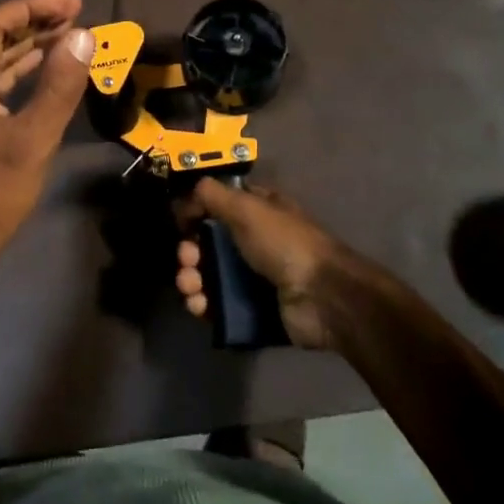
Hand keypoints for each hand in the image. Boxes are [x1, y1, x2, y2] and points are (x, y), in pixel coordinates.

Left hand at [0, 0, 94, 267]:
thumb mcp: (31, 140)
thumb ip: (58, 85)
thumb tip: (83, 36)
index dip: (35, 7)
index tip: (75, 0)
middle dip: (34, 24)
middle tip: (78, 13)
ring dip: (28, 49)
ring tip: (70, 35)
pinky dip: (18, 76)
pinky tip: (45, 70)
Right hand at [174, 178, 347, 349]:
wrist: (322, 297)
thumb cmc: (284, 243)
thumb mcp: (248, 207)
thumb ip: (213, 195)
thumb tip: (188, 194)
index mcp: (258, 211)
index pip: (219, 205)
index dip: (197, 212)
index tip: (181, 222)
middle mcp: (255, 241)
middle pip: (208, 243)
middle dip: (189, 251)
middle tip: (187, 260)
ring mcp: (254, 277)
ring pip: (209, 275)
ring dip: (191, 279)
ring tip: (190, 287)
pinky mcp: (252, 309)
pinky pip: (218, 305)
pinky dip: (203, 305)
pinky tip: (198, 306)